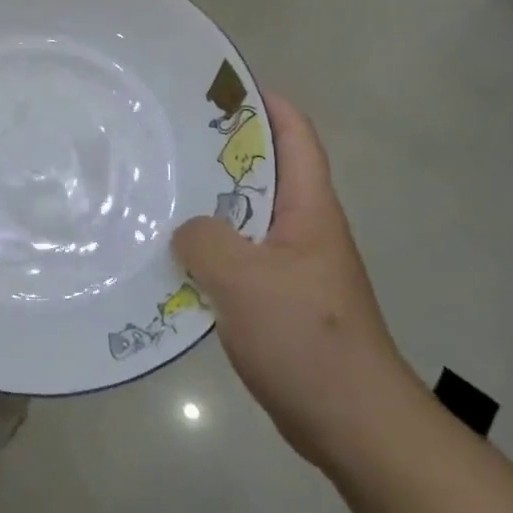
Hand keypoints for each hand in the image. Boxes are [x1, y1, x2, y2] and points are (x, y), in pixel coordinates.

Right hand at [173, 91, 419, 469]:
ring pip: (246, 219)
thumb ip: (205, 240)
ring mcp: (293, 267)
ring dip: (210, 206)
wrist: (352, 421)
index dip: (266, 105)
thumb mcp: (245, 280)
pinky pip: (239, 260)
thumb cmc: (306, 338)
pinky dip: (209, 251)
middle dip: (222, 153)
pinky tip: (173, 259)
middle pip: (266, 174)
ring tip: (160, 192)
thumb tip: (186, 230)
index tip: (220, 91)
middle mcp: (304, 230)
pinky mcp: (280, 301)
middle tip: (169, 140)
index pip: (297, 137)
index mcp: (309, 210)